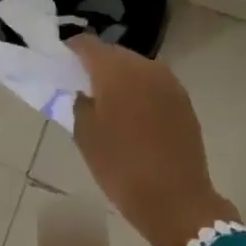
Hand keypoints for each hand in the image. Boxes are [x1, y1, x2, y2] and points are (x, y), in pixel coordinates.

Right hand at [67, 36, 239, 245]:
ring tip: (109, 102)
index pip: (87, 44)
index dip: (71, 51)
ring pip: (136, 67)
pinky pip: (153, 84)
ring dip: (121, 78)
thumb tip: (85, 92)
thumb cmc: (122, 166)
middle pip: (114, 53)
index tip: (62, 65)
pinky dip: (140, 91)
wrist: (177, 200)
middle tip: (83, 86)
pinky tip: (133, 115)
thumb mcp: (85, 136)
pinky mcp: (183, 100)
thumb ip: (80, 103)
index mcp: (116, 70)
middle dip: (97, 65)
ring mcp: (168, 81)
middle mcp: (144, 66)